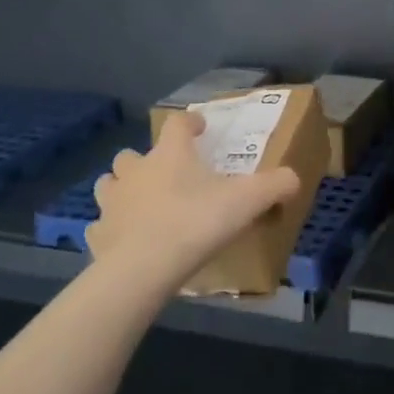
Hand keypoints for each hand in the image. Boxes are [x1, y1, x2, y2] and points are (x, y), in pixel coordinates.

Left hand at [93, 111, 300, 291]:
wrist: (143, 269)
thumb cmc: (196, 223)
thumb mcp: (247, 201)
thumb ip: (275, 186)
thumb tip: (294, 179)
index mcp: (170, 154)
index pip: (177, 124)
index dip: (189, 123)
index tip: (199, 129)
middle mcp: (136, 170)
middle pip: (132, 154)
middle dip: (145, 160)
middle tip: (166, 175)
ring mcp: (112, 202)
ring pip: (109, 184)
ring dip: (122, 189)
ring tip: (139, 203)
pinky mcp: (98, 235)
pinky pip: (101, 225)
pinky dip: (112, 229)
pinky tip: (125, 241)